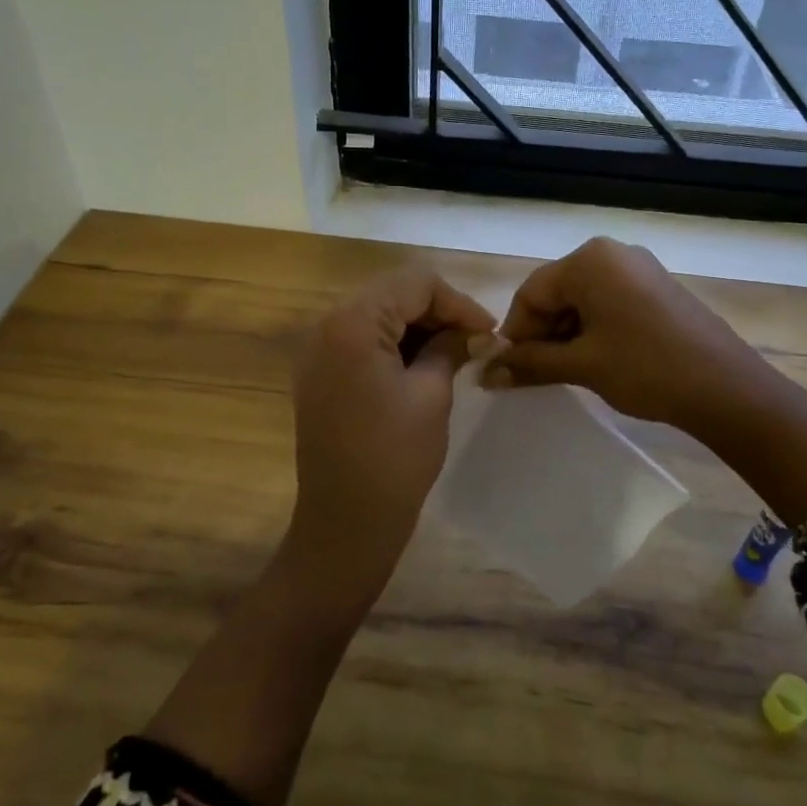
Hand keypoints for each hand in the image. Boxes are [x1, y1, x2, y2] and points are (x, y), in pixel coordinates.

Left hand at [286, 266, 494, 601]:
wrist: (345, 522)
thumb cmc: (394, 457)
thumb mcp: (432, 394)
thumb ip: (451, 347)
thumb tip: (473, 331)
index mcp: (352, 322)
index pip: (415, 283)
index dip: (458, 302)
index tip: (489, 331)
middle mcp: (326, 324)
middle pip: (393, 292)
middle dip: (438, 311)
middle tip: (476, 340)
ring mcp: (317, 349)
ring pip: (378, 313)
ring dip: (417, 326)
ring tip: (455, 353)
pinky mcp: (319, 372)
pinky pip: (362, 339)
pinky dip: (394, 343)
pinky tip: (423, 364)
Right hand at [485, 237, 771, 438]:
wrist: (727, 388)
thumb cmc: (647, 369)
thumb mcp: (582, 366)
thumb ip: (530, 363)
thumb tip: (486, 373)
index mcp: (589, 260)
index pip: (531, 292)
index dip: (516, 333)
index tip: (511, 369)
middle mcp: (612, 253)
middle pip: (556, 292)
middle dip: (542, 333)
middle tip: (539, 374)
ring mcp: (638, 268)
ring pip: (582, 299)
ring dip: (566, 334)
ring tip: (569, 371)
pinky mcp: (656, 287)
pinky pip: (608, 302)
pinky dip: (593, 329)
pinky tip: (597, 360)